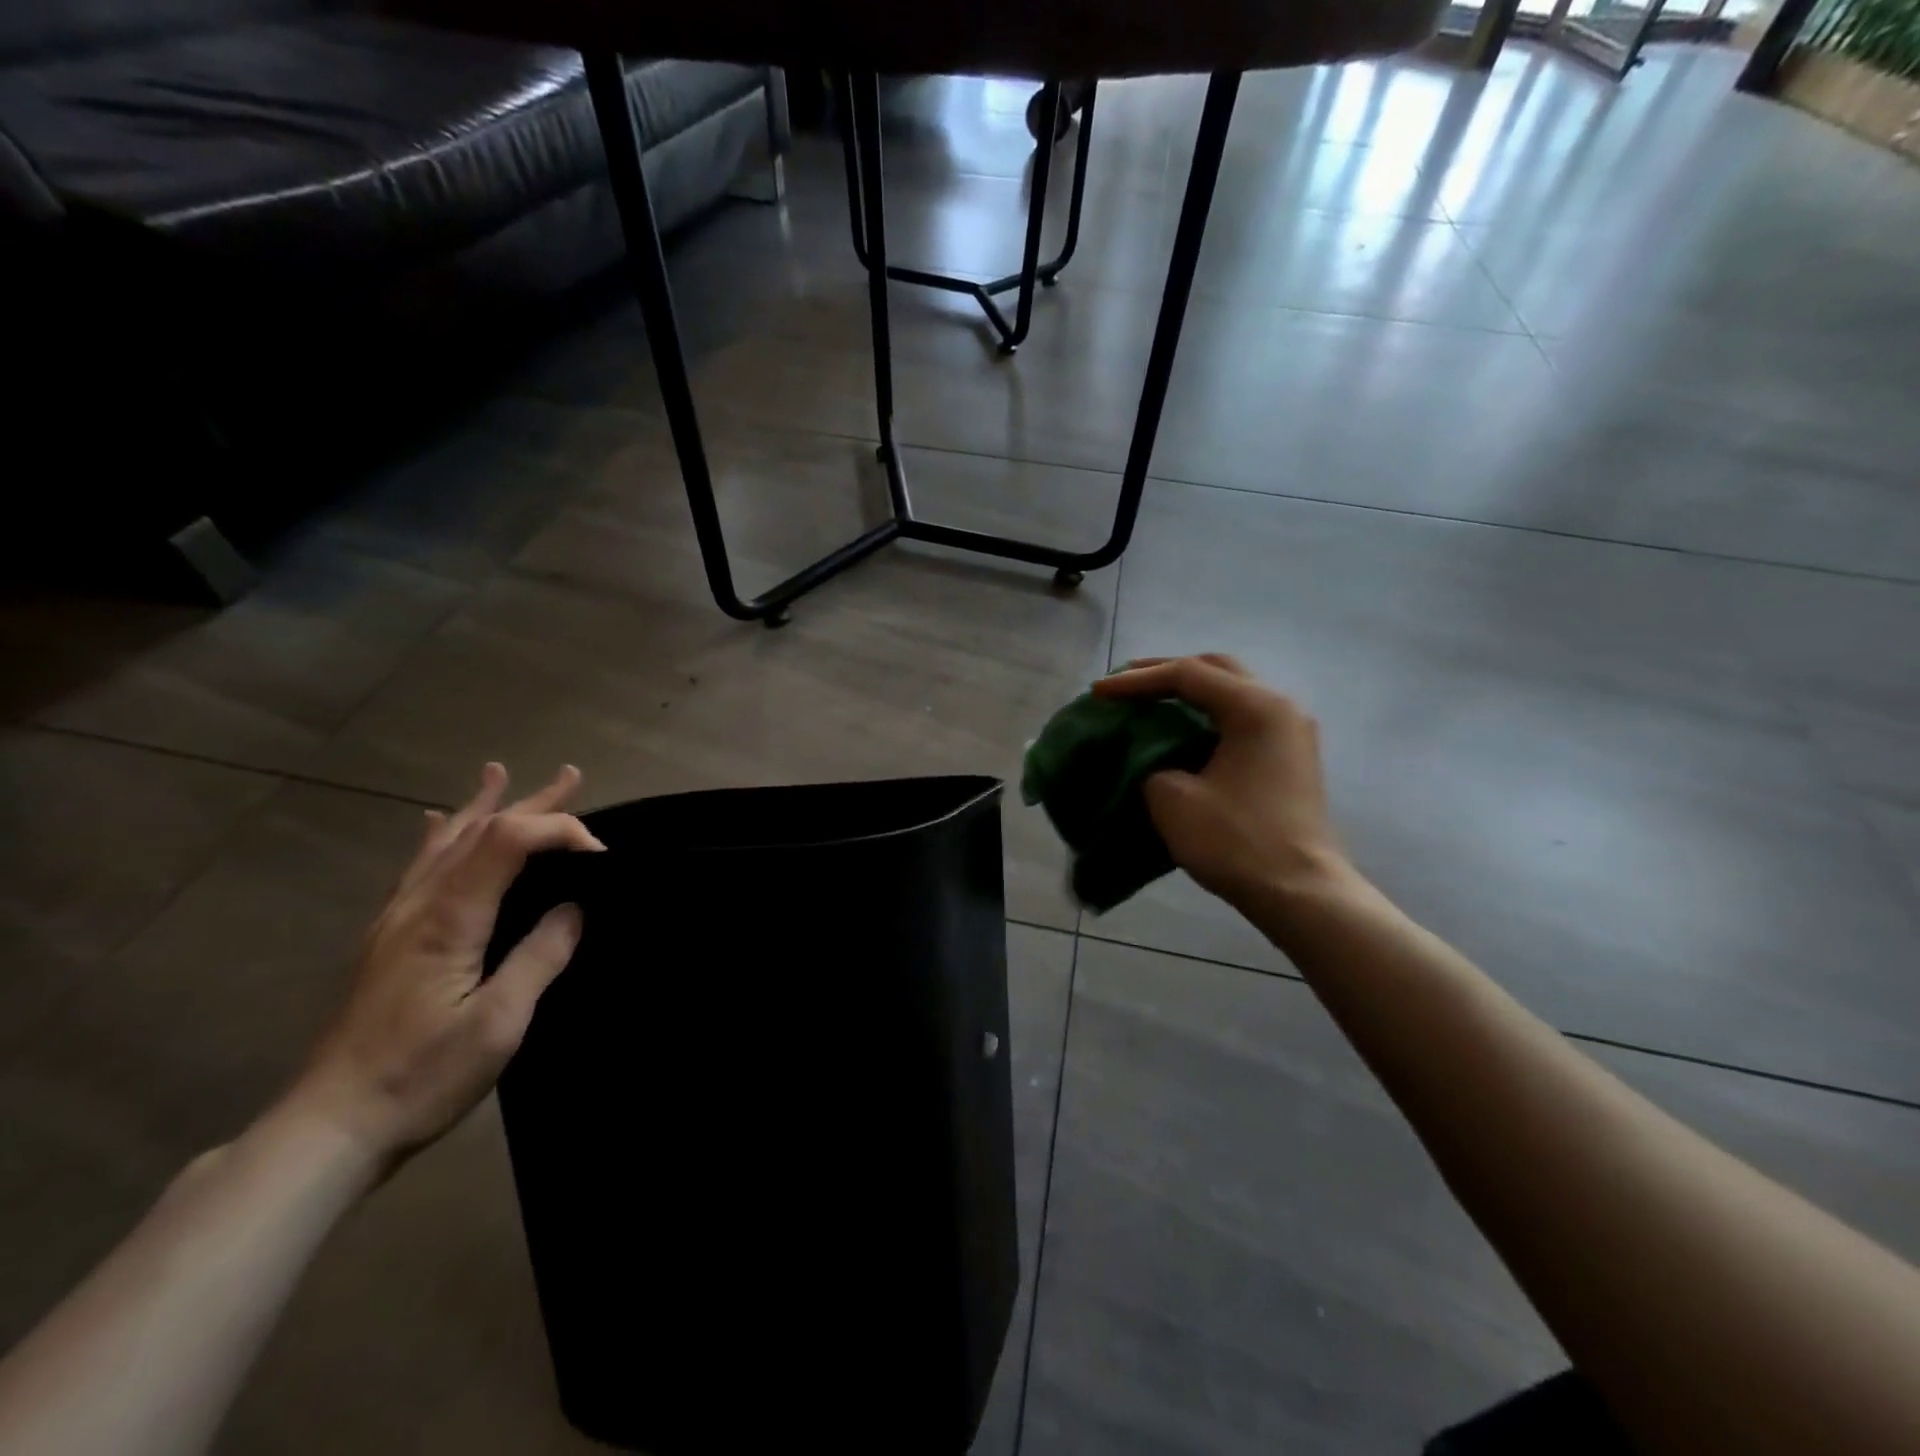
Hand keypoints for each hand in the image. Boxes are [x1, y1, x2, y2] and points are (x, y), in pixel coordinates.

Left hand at [288, 763, 604, 1170]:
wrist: (328, 1128)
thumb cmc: (420, 1077)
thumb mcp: (498, 1024)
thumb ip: (540, 958)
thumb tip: (574, 910)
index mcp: (448, 918)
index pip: (508, 841)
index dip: (559, 830)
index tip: (602, 856)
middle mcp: (418, 905)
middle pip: (478, 831)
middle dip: (529, 802)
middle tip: (569, 775)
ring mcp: (396, 920)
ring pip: (445, 844)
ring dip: (481, 807)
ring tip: (498, 775)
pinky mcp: (387, 940)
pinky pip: (418, 870)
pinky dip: (439, 838)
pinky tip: (435, 824)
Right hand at [1094, 655, 1352, 912]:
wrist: (1300, 893)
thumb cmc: (1236, 841)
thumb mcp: (1172, 798)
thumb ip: (1151, 763)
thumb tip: (1152, 758)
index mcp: (1255, 707)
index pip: (1187, 675)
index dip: (1136, 681)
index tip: (1098, 693)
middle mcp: (1279, 707)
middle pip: (1215, 669)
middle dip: (1165, 673)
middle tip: (1124, 683)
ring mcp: (1290, 732)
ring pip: (1232, 691)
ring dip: (1189, 692)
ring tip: (1148, 700)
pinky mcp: (1290, 757)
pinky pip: (1242, 717)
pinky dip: (1206, 715)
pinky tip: (1181, 729)